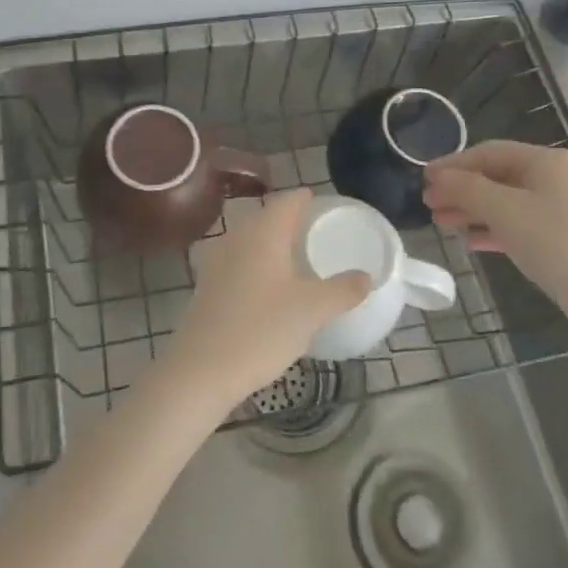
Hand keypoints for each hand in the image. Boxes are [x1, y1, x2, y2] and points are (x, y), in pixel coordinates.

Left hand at [169, 189, 369, 410]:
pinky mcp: (207, 287)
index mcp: (262, 234)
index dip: (302, 198)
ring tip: (293, 256)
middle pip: (265, 218)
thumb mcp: (311, 311)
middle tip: (312, 229)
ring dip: (270, 242)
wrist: (201, 369)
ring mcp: (217, 262)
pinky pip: (237, 262)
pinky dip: (255, 264)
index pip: (285, 202)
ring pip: (248, 240)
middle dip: (287, 220)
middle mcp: (236, 239)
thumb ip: (342, 290)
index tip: (318, 199)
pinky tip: (267, 285)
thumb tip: (366, 277)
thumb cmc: (260, 330)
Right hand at [423, 141, 567, 339]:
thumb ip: (466, 189)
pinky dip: (492, 229)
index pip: (489, 152)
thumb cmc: (554, 242)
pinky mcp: (562, 237)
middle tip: (428, 204)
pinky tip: (470, 241)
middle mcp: (555, 178)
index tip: (424, 178)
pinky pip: (518, 224)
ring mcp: (561, 208)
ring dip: (472, 210)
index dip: (453, 164)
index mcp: (545, 161)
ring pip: (505, 202)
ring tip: (442, 224)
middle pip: (496, 176)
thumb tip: (437, 177)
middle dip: (460, 189)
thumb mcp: (504, 210)